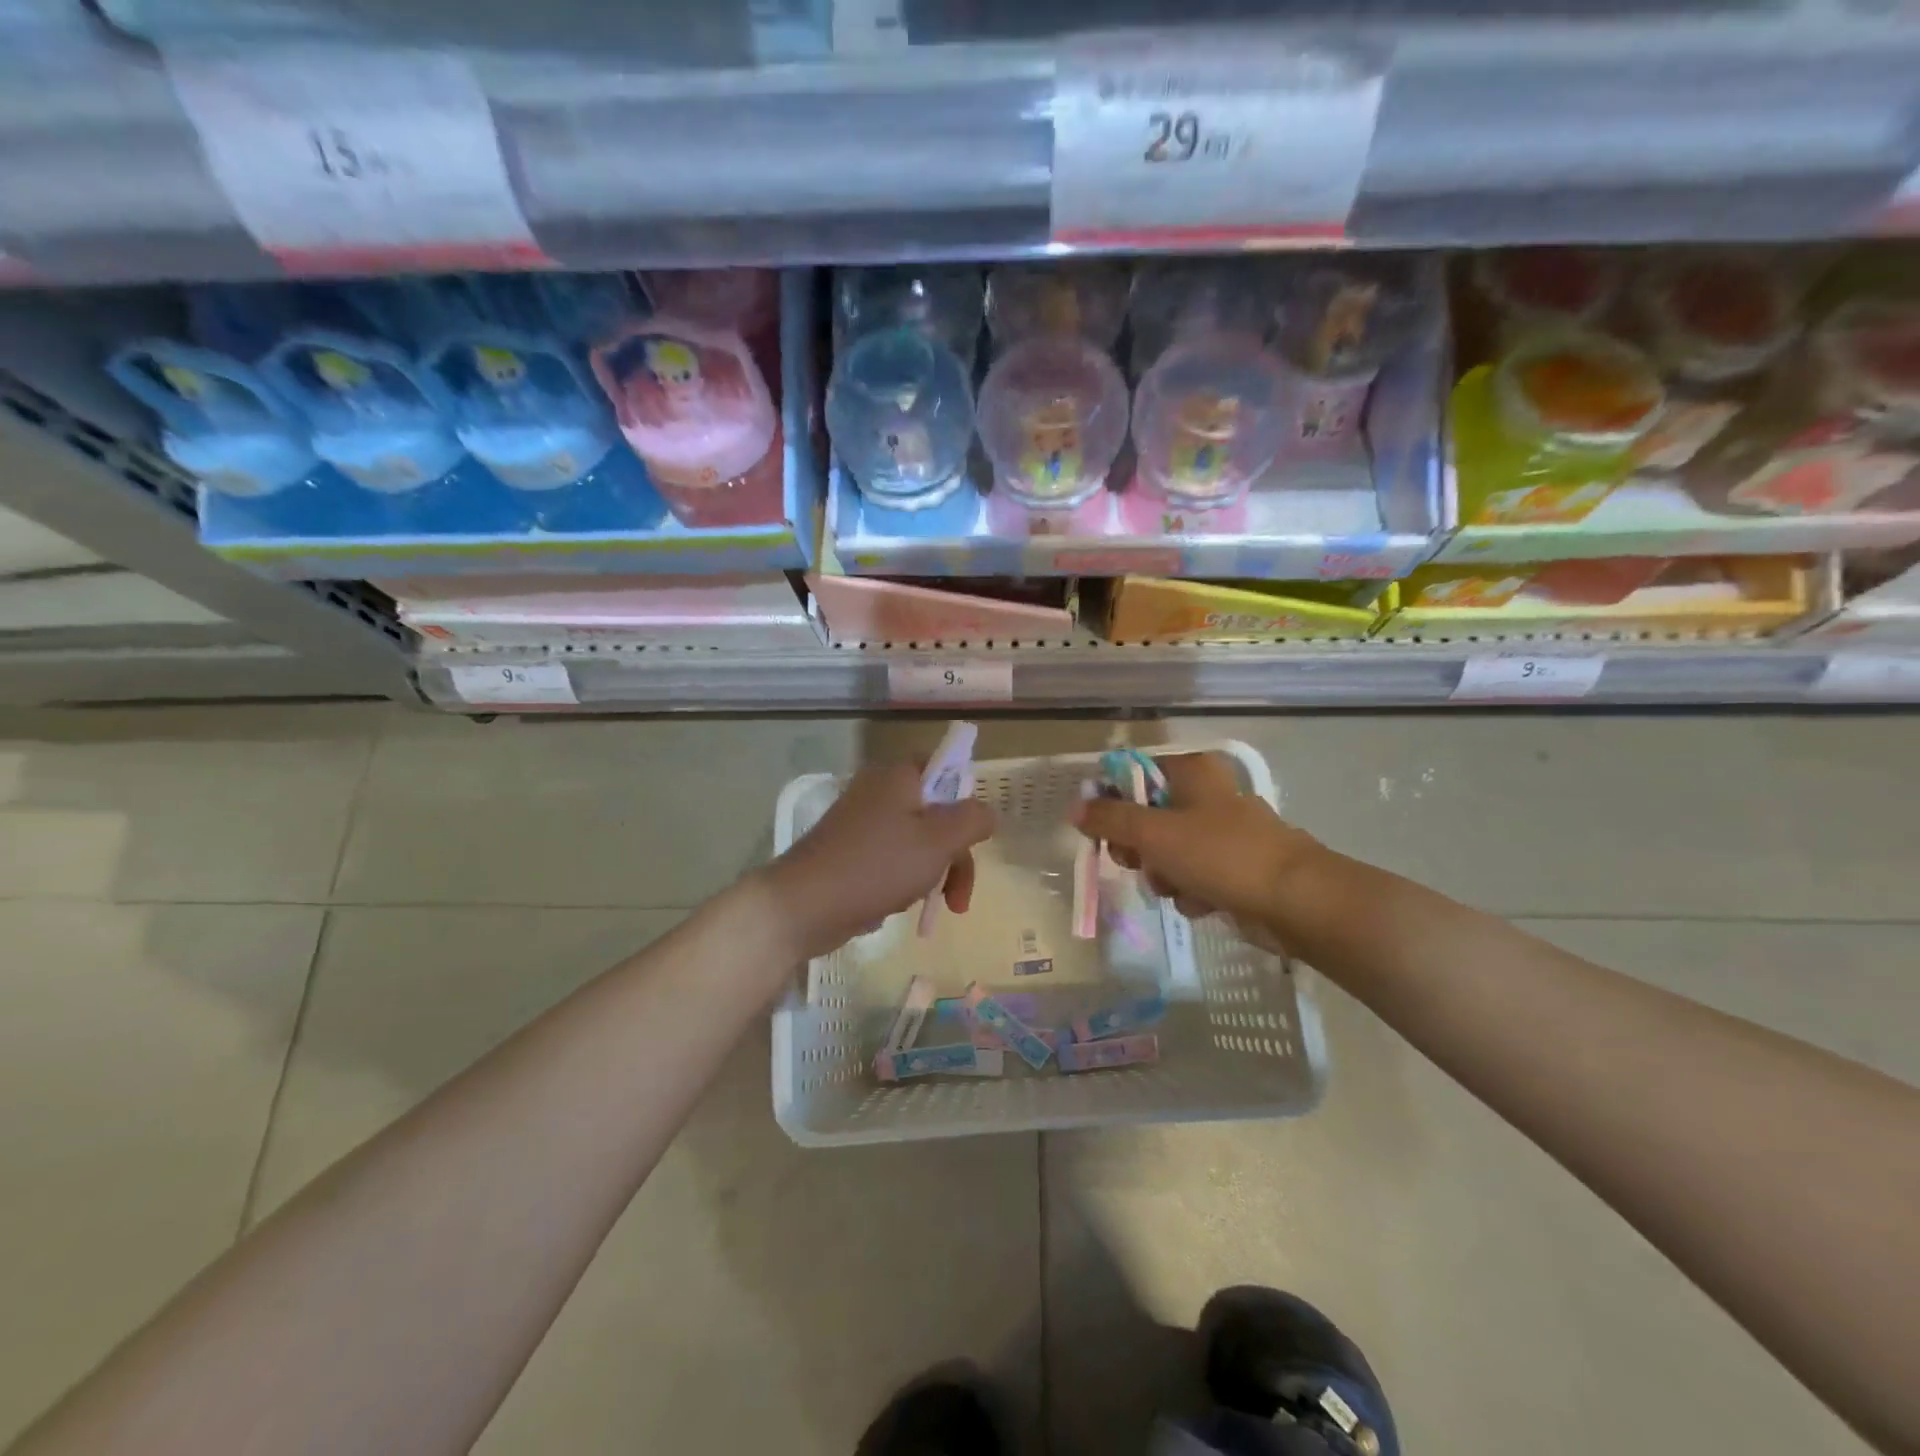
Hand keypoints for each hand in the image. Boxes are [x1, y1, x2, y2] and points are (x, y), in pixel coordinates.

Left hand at [763, 762, 995, 960]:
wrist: (802, 905)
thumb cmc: (877, 865)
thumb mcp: (938, 841)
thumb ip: (972, 820)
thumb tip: (987, 812)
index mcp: (900, 775)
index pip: (945, 766)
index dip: (965, 799)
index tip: (973, 837)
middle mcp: (879, 790)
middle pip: (936, 812)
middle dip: (955, 856)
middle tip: (959, 898)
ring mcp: (862, 822)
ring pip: (917, 841)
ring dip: (933, 874)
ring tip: (929, 909)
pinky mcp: (850, 851)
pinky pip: (891, 859)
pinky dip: (903, 881)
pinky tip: (897, 907)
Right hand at [1072, 753, 1319, 937]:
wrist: (1295, 901)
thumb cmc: (1220, 855)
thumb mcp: (1154, 833)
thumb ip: (1110, 819)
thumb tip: (1076, 807)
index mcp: (1191, 772)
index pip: (1134, 775)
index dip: (1112, 802)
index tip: (1102, 830)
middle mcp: (1207, 795)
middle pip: (1147, 816)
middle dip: (1139, 848)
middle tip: (1136, 862)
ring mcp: (1223, 833)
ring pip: (1168, 851)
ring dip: (1164, 875)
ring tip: (1177, 888)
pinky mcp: (1235, 867)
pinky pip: (1194, 876)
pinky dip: (1191, 891)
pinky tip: (1204, 903)